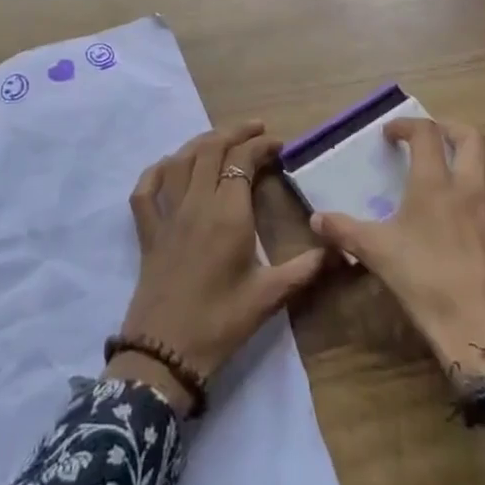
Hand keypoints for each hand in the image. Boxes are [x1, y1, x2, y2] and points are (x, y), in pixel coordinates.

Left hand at [110, 121, 329, 412]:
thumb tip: (340, 250)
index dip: (261, 146)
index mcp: (227, 214)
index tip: (279, 146)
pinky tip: (170, 166)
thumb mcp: (270, 296)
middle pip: (210, 149)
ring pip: (180, 161)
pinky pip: (145, 189)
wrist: (165, 354)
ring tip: (222, 139)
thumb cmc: (221, 322)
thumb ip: (305, 269)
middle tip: (257, 130)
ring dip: (201, 142)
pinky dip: (157, 170)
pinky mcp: (147, 232)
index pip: (242, 161)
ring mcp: (167, 215)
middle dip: (234, 132)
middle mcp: (195, 203)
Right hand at [308, 118, 484, 388]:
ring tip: (456, 169)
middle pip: (474, 138)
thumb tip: (316, 219)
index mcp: (436, 185)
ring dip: (476, 157)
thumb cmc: (427, 284)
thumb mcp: (378, 255)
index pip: (427, 134)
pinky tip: (471, 217)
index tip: (391, 133)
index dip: (408, 125)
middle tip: (432, 138)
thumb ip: (345, 231)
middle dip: (451, 129)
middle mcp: (471, 188)